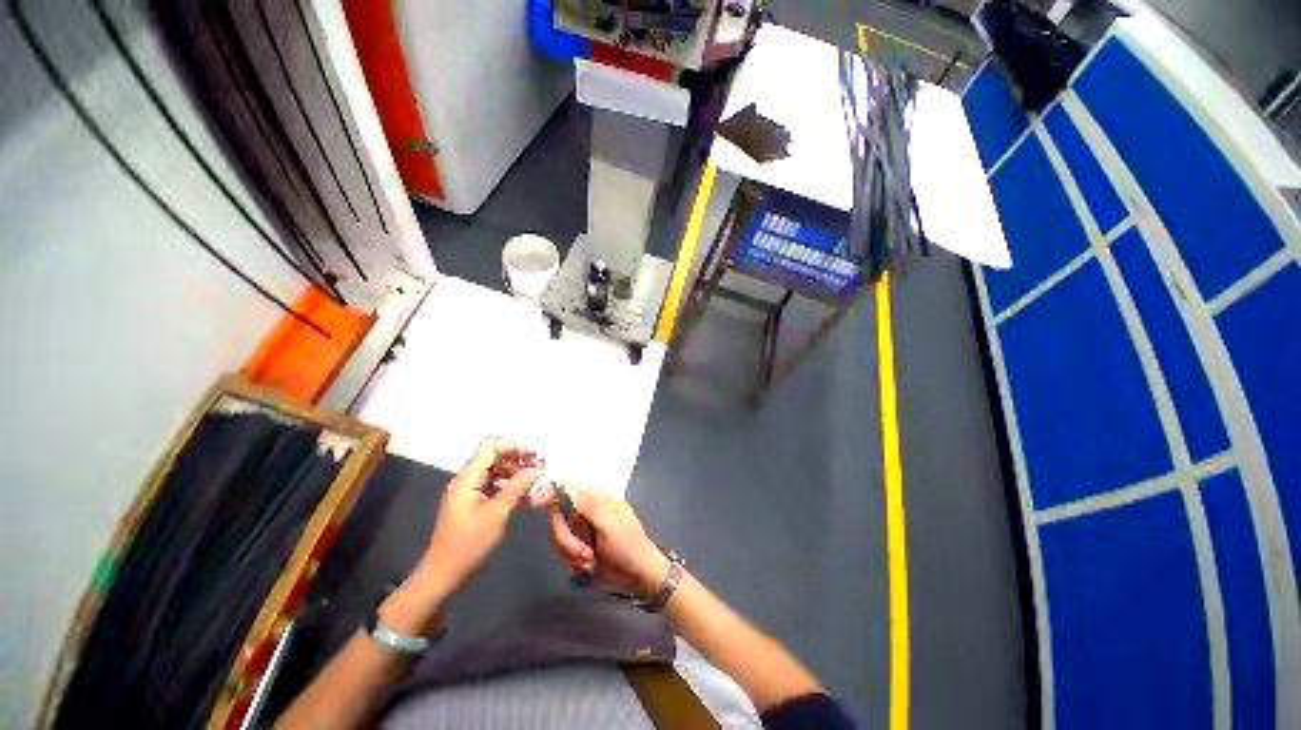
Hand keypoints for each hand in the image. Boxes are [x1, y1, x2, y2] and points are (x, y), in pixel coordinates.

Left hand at [412, 439, 540, 598]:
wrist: (442, 575)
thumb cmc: (467, 545)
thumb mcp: (496, 514)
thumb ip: (517, 487)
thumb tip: (537, 468)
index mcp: (467, 479)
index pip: (490, 447)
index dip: (514, 446)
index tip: (535, 455)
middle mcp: (467, 480)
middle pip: (494, 456)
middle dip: (518, 459)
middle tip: (539, 469)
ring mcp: (469, 491)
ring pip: (496, 470)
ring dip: (515, 472)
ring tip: (535, 481)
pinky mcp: (473, 502)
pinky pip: (494, 485)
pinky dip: (509, 485)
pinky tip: (524, 494)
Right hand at [542, 483, 670, 597]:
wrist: (639, 575)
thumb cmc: (628, 545)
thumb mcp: (609, 522)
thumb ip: (585, 504)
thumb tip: (562, 485)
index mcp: (597, 497)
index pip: (568, 487)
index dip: (550, 492)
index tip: (534, 502)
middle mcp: (586, 509)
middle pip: (557, 515)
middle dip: (565, 538)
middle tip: (582, 553)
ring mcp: (582, 528)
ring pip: (558, 535)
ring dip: (570, 552)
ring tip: (589, 560)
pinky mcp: (578, 546)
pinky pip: (562, 550)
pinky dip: (572, 560)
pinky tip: (588, 566)